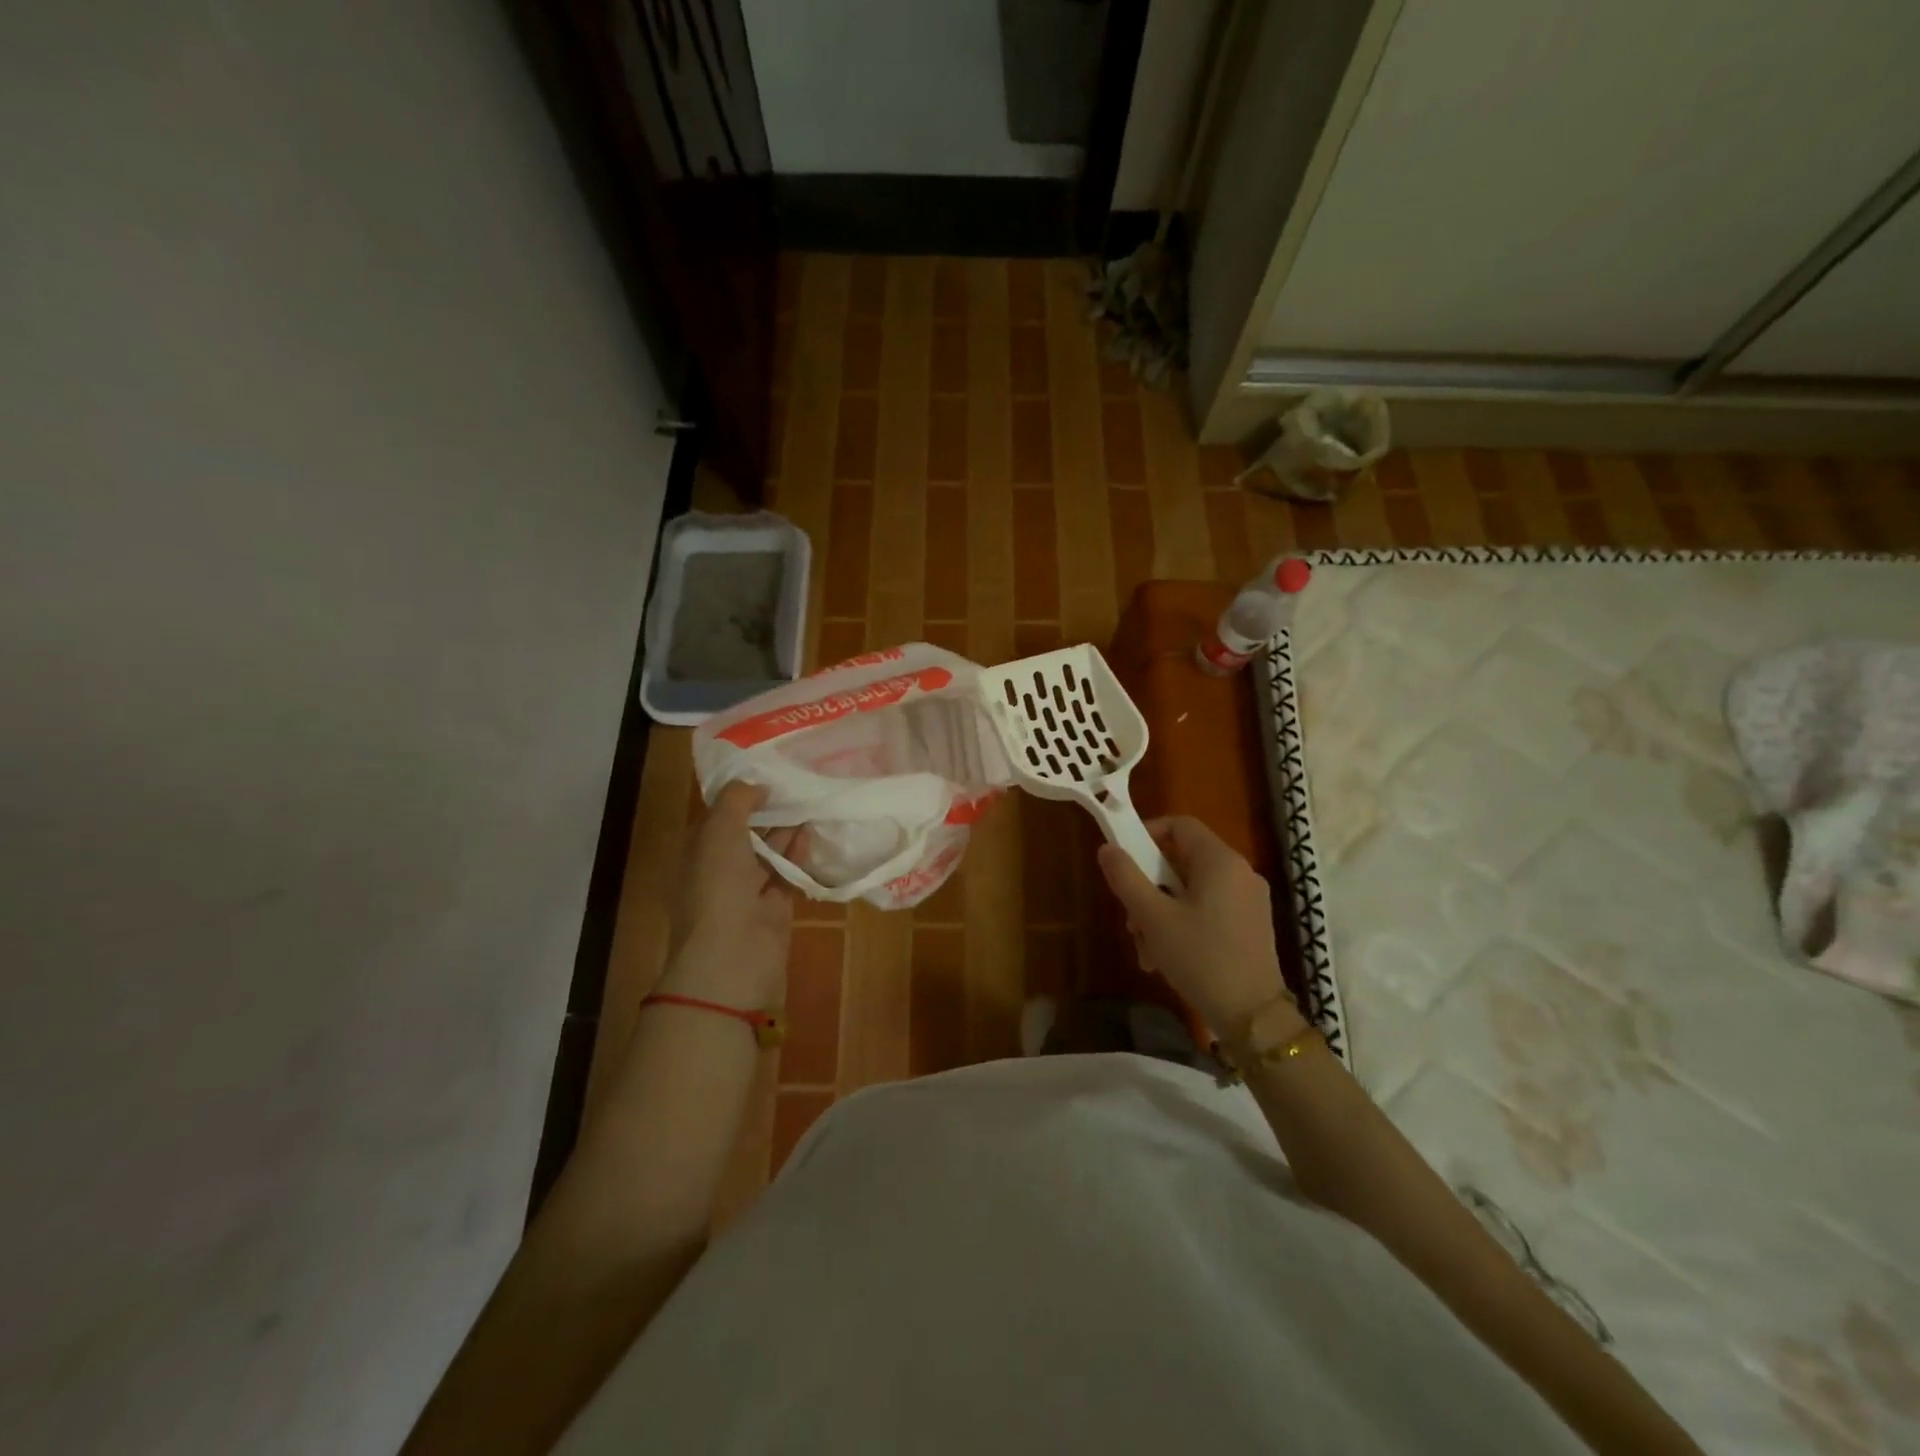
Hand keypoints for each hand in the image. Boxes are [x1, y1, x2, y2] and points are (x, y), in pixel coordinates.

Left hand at [660, 781, 802, 1006]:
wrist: (732, 955)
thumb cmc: (718, 887)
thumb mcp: (719, 830)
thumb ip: (737, 800)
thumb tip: (758, 786)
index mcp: (697, 852)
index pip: (718, 817)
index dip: (740, 797)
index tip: (768, 776)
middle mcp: (719, 870)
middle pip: (746, 835)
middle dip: (767, 813)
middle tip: (797, 787)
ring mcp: (746, 892)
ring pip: (768, 855)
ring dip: (786, 832)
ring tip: (811, 805)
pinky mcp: (773, 909)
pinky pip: (786, 875)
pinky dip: (798, 856)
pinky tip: (812, 835)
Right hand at [1096, 816, 1294, 1033]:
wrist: (1253, 1016)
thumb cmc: (1200, 957)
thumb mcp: (1153, 917)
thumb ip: (1126, 877)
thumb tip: (1107, 848)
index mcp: (1220, 861)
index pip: (1179, 824)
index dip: (1147, 833)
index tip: (1123, 858)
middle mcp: (1240, 872)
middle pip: (1183, 862)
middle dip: (1149, 887)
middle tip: (1131, 919)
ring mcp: (1250, 900)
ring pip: (1193, 890)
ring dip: (1162, 912)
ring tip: (1147, 950)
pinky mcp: (1252, 925)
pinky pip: (1209, 909)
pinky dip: (1185, 924)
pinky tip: (1168, 959)